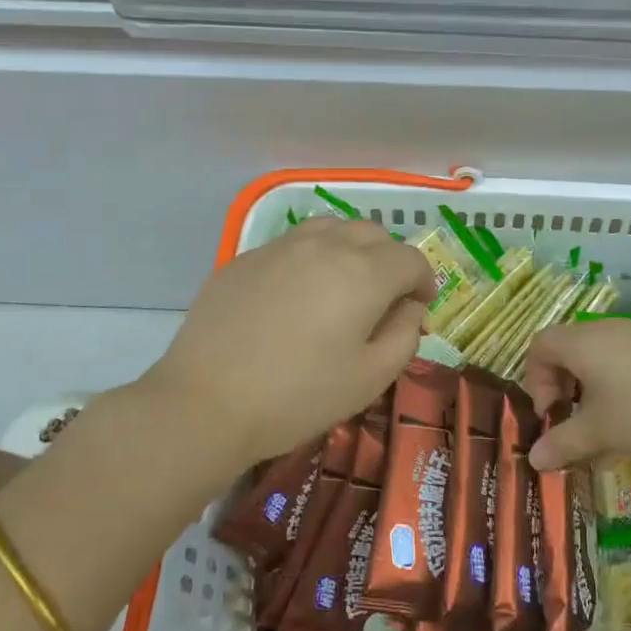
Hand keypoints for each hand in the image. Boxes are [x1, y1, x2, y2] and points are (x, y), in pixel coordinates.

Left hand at [143, 217, 436, 463]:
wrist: (206, 402)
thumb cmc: (299, 396)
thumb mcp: (371, 378)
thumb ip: (404, 335)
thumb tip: (410, 308)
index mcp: (363, 273)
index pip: (410, 258)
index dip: (424, 281)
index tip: (419, 307)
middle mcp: (325, 246)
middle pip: (373, 233)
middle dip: (389, 259)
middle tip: (384, 297)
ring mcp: (280, 247)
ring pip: (330, 228)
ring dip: (350, 249)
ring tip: (342, 285)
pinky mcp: (244, 259)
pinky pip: (291, 245)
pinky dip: (309, 259)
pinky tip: (294, 296)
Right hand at [524, 319, 630, 470]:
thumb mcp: (597, 432)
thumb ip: (561, 443)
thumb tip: (534, 459)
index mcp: (582, 341)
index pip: (540, 345)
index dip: (535, 379)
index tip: (550, 413)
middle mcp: (604, 330)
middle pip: (565, 349)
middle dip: (559, 386)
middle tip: (569, 420)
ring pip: (594, 356)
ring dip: (586, 389)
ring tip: (598, 426)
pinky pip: (619, 361)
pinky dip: (610, 387)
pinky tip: (627, 421)